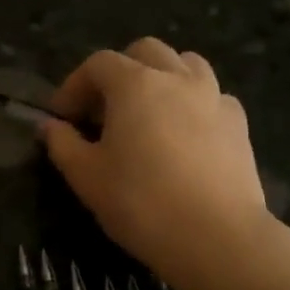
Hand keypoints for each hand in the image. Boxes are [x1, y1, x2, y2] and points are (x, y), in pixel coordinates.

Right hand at [42, 38, 270, 286]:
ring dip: (161, 78)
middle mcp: (177, 78)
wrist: (216, 237)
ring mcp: (214, 97)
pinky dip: (193, 103)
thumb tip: (50, 126)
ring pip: (186, 64)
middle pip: (145, 52)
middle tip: (103, 110)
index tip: (62, 117)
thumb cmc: (140, 203)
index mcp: (135, 84)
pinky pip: (212, 96)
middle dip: (119, 72)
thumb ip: (63, 144)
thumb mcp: (86, 177)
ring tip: (147, 113)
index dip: (74, 85)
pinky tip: (185, 134)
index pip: (98, 64)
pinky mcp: (239, 124)